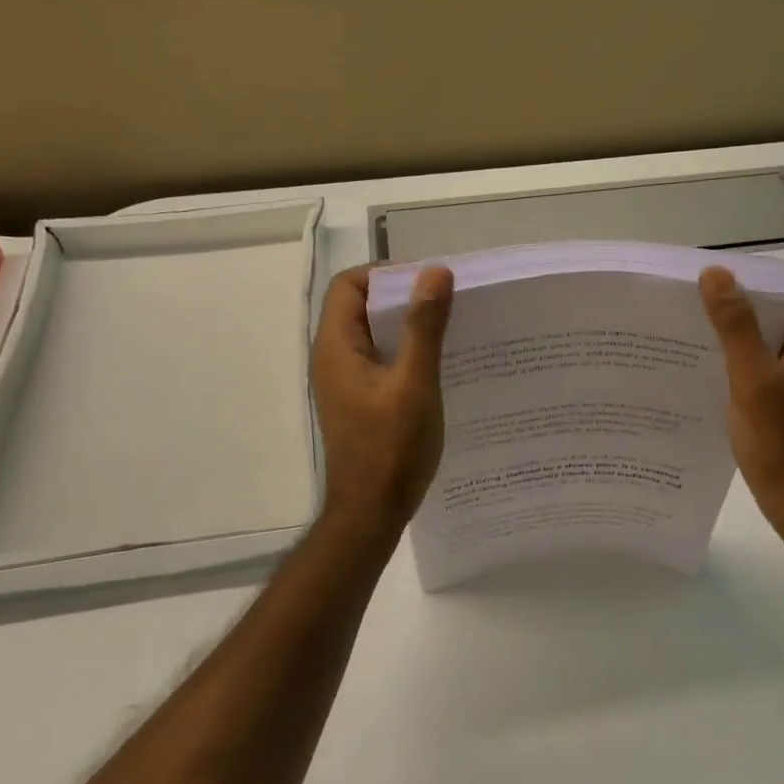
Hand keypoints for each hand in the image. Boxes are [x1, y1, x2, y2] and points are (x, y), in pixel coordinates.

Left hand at [310, 264, 454, 539]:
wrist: (371, 512)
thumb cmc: (391, 448)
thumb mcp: (414, 382)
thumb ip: (424, 326)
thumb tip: (435, 272)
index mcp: (337, 346)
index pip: (349, 284)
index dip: (386, 274)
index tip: (428, 283)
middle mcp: (333, 357)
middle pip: (360, 305)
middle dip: (402, 296)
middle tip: (446, 303)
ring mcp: (344, 380)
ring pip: (372, 332)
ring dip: (407, 324)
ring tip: (449, 329)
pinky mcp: (359, 398)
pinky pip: (380, 357)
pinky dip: (405, 350)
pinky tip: (439, 363)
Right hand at [700, 266, 783, 533]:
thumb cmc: (782, 442)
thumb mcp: (753, 380)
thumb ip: (736, 326)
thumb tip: (715, 273)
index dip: (760, 273)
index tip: (719, 275)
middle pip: (783, 304)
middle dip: (743, 297)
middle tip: (697, 297)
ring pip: (773, 331)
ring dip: (740, 325)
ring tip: (696, 323)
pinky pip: (768, 356)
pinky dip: (743, 350)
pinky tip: (709, 359)